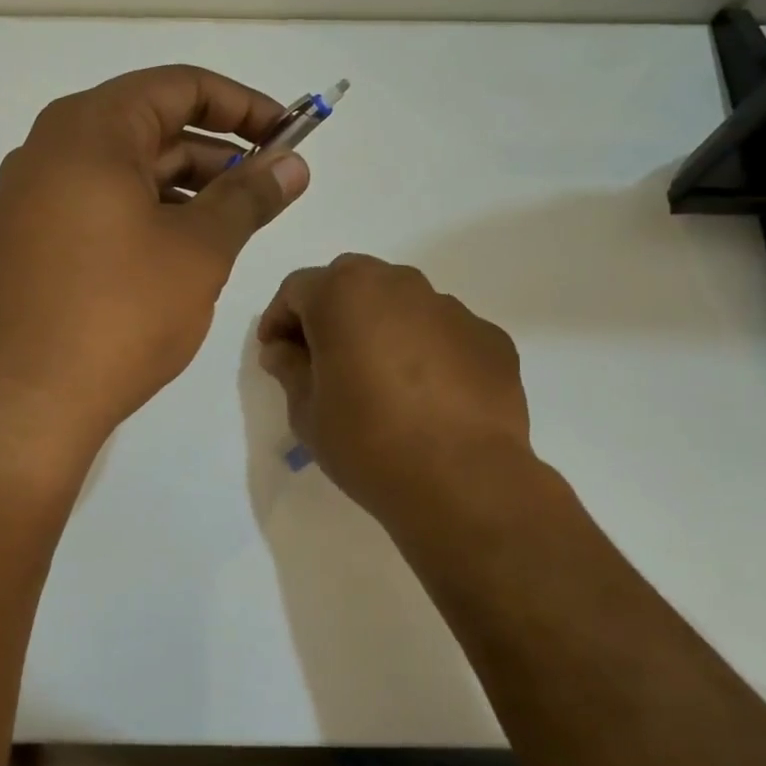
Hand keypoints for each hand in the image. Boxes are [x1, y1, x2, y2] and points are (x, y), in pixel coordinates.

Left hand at [0, 65, 309, 468]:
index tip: (287, 135)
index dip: (243, 105)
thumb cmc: (119, 313)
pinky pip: (93, 209)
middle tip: (268, 190)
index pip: (179, 86)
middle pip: (148, 127)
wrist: (21, 406)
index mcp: (88, 130)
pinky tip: (176, 256)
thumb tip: (293, 166)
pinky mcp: (21, 246)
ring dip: (182, 189)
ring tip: (231, 227)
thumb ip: (249, 197)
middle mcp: (47, 151)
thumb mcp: (199, 250)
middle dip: (216, 153)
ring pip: (121, 173)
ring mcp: (26, 201)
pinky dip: (142, 217)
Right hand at [256, 254, 533, 523]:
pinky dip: (427, 351)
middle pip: (352, 283)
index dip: (279, 320)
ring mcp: (451, 308)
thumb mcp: (307, 412)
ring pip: (402, 304)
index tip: (276, 354)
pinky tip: (427, 396)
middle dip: (331, 312)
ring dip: (381, 327)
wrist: (462, 482)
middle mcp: (399, 284)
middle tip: (323, 358)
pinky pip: (443, 333)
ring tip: (380, 378)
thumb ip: (289, 368)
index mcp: (344, 293)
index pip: (297, 289)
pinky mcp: (489, 338)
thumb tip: (283, 350)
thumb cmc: (367, 442)